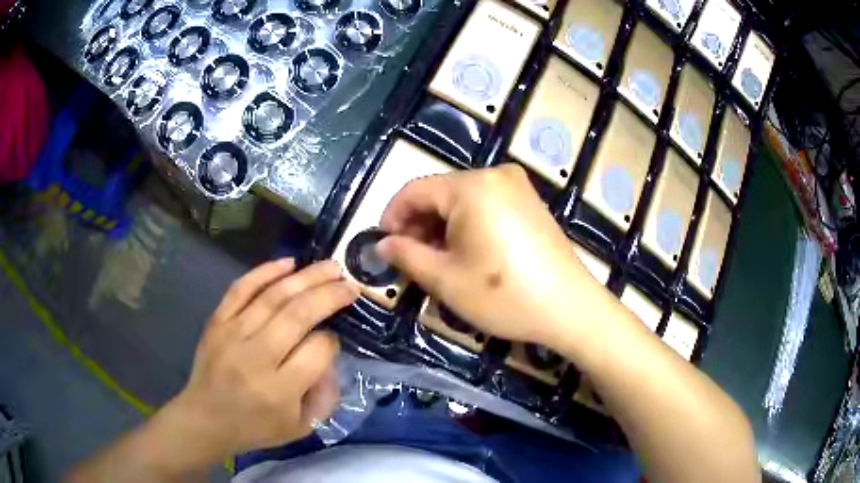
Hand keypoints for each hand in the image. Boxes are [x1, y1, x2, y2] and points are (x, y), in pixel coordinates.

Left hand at [166, 259, 357, 461]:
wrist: (206, 419)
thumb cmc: (256, 427)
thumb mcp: (301, 427)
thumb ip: (326, 396)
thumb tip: (331, 354)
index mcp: (279, 390)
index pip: (318, 350)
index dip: (333, 339)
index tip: (335, 338)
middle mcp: (256, 357)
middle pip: (298, 314)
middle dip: (329, 294)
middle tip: (349, 282)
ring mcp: (232, 334)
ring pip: (274, 296)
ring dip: (306, 277)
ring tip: (330, 266)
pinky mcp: (217, 321)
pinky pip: (241, 288)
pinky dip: (265, 271)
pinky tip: (288, 263)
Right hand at [377, 164, 610, 345]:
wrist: (569, 308)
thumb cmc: (503, 295)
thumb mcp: (445, 279)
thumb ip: (406, 255)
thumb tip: (382, 244)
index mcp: (471, 186)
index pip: (414, 190)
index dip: (392, 217)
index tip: (383, 246)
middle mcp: (495, 174)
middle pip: (440, 194)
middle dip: (419, 225)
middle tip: (410, 260)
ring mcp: (517, 187)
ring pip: (463, 201)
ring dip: (442, 227)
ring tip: (437, 261)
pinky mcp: (530, 203)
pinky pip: (486, 206)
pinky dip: (467, 226)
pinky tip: (467, 254)